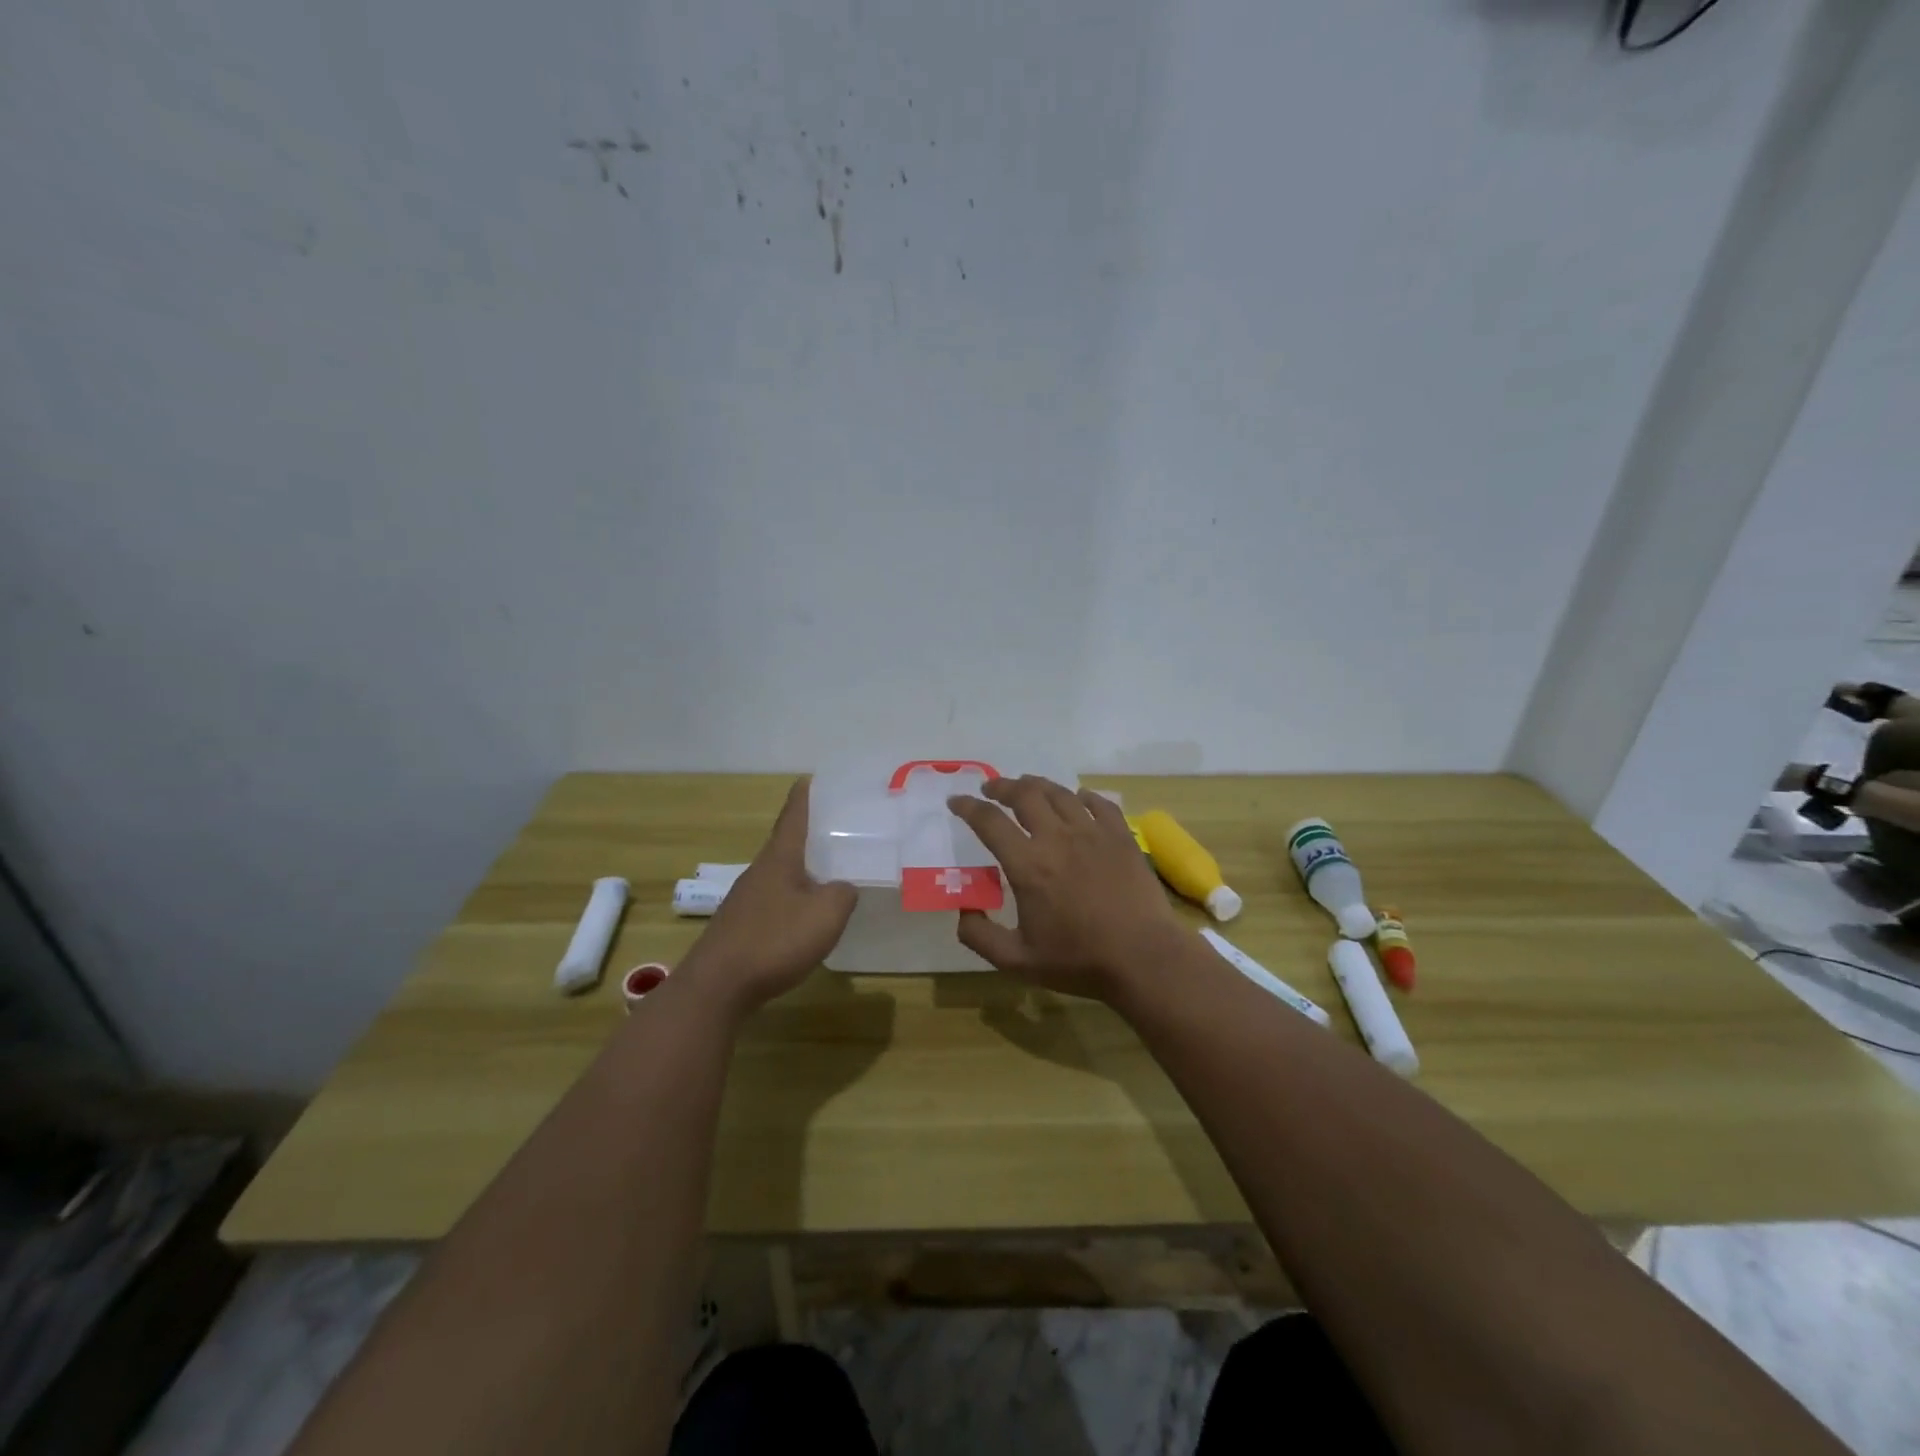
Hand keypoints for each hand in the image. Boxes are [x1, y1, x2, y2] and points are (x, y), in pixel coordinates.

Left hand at [680, 779, 855, 1017]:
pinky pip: (775, 901)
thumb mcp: (826, 914)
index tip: (813, 778)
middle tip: (841, 829)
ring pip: (782, 874)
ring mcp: (747, 900)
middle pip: (787, 843)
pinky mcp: (742, 927)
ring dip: (804, 869)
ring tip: (832, 872)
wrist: (717, 988)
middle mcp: (760, 871)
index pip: (794, 814)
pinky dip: (794, 899)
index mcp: (780, 858)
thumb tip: (844, 887)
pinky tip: (807, 917)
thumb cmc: (774, 941)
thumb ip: (844, 893)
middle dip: (812, 834)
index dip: (805, 794)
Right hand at [947, 776, 1185, 1001]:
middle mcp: (1057, 838)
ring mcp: (1093, 833)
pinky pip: (1099, 803)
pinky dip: (1082, 796)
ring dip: (1037, 785)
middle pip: (1024, 794)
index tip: (956, 802)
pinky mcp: (1121, 836)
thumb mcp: (1017, 961)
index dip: (968, 807)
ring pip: (1060, 793)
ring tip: (1027, 786)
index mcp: (1028, 864)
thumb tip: (963, 911)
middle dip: (1001, 786)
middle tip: (991, 789)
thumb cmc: (1079, 961)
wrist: (1143, 958)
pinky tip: (1078, 799)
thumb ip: (980, 937)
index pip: (989, 821)